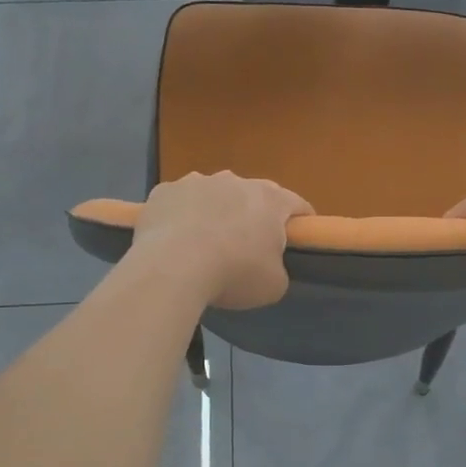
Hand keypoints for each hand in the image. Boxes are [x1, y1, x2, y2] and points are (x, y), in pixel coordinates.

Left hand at [130, 172, 312, 309]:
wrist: (171, 268)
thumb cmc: (233, 273)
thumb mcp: (273, 285)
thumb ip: (278, 268)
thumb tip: (268, 265)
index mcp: (270, 199)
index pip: (297, 204)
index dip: (301, 222)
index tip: (298, 241)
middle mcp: (235, 181)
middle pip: (253, 196)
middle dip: (253, 217)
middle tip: (247, 248)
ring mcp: (196, 181)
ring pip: (213, 195)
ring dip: (215, 213)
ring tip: (204, 246)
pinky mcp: (164, 191)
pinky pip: (179, 203)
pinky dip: (181, 217)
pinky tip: (174, 242)